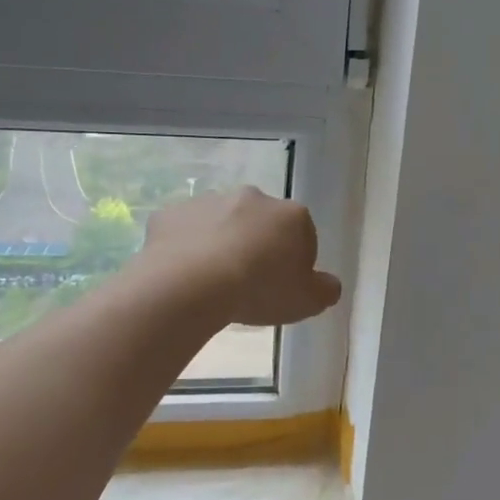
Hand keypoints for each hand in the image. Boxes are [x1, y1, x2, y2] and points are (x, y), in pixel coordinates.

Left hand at [141, 188, 342, 325]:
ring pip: (221, 224)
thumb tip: (328, 284)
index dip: (295, 263)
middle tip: (249, 284)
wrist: (190, 285)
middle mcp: (252, 198)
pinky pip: (185, 232)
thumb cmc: (259, 290)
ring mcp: (208, 201)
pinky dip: (186, 248)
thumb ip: (325, 290)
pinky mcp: (171, 213)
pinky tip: (185, 276)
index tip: (283, 287)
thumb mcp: (307, 301)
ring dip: (221, 245)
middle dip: (258, 246)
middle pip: (261, 224)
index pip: (303, 235)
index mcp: (291, 215)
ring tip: (214, 283)